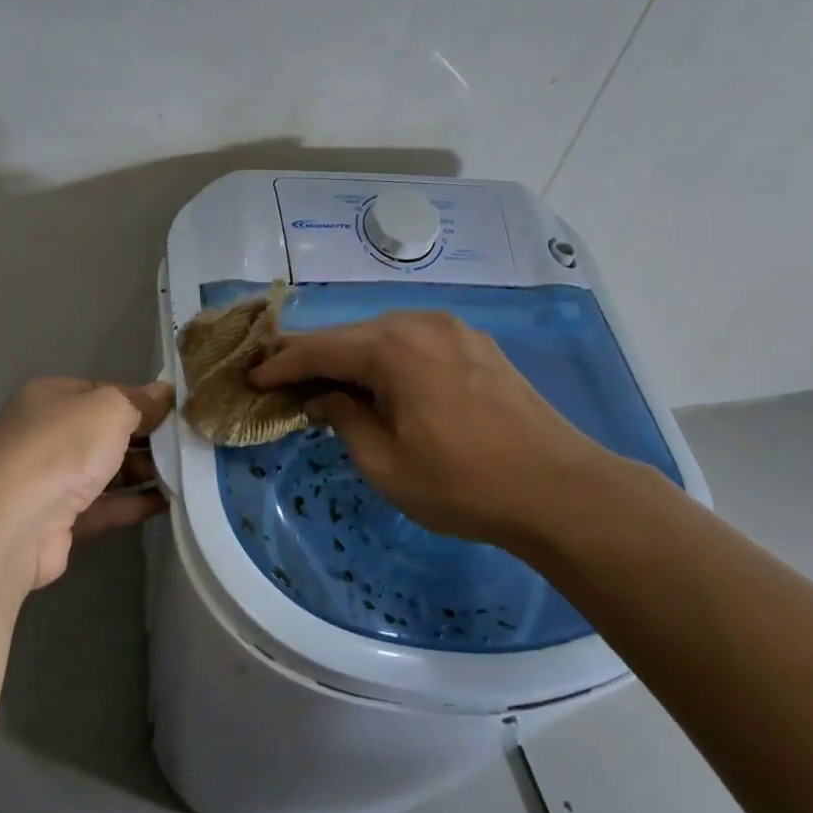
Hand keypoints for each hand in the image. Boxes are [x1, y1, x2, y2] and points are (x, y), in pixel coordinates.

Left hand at [0, 377, 173, 599]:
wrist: (12, 525)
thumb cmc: (61, 449)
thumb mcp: (109, 409)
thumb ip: (140, 400)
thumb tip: (165, 392)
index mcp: (51, 397)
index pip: (104, 391)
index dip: (141, 399)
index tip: (178, 411)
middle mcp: (47, 433)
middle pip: (106, 431)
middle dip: (146, 437)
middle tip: (189, 442)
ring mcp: (51, 478)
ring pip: (107, 469)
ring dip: (145, 470)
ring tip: (189, 471)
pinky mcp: (60, 519)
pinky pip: (106, 505)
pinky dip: (135, 502)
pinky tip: (171, 501)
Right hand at [251, 311, 627, 553]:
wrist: (559, 489)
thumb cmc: (462, 483)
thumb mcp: (386, 464)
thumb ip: (345, 421)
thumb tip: (324, 399)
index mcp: (392, 347)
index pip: (321, 349)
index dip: (283, 364)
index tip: (254, 379)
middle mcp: (421, 323)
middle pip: (353, 336)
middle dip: (317, 359)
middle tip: (285, 382)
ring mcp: (455, 331)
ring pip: (387, 336)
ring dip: (356, 359)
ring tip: (332, 386)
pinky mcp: (479, 346)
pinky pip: (418, 343)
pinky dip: (391, 360)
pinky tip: (386, 385)